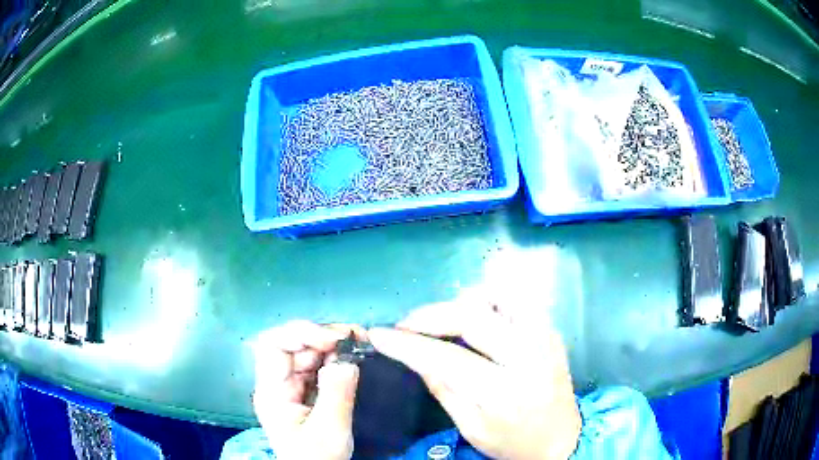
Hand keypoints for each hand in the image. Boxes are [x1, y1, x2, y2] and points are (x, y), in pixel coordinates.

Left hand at [252, 321, 360, 459]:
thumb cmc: (317, 457)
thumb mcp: (329, 430)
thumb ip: (337, 394)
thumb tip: (347, 359)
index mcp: (272, 391)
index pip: (273, 345)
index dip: (300, 333)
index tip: (334, 340)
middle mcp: (278, 383)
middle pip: (293, 345)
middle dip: (323, 336)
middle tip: (358, 336)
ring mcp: (291, 386)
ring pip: (307, 353)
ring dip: (332, 345)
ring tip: (360, 343)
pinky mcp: (305, 392)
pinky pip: (318, 366)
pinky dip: (336, 358)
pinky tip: (353, 358)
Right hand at [368, 299, 581, 459]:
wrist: (562, 439)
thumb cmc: (512, 442)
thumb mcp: (471, 427)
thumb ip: (442, 387)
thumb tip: (415, 354)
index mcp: (503, 391)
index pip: (445, 358)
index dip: (407, 344)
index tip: (379, 335)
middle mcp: (527, 356)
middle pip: (471, 317)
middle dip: (429, 315)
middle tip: (406, 325)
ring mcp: (544, 337)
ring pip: (498, 295)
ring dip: (461, 301)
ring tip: (441, 320)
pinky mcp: (550, 330)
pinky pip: (516, 299)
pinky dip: (489, 300)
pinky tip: (474, 317)